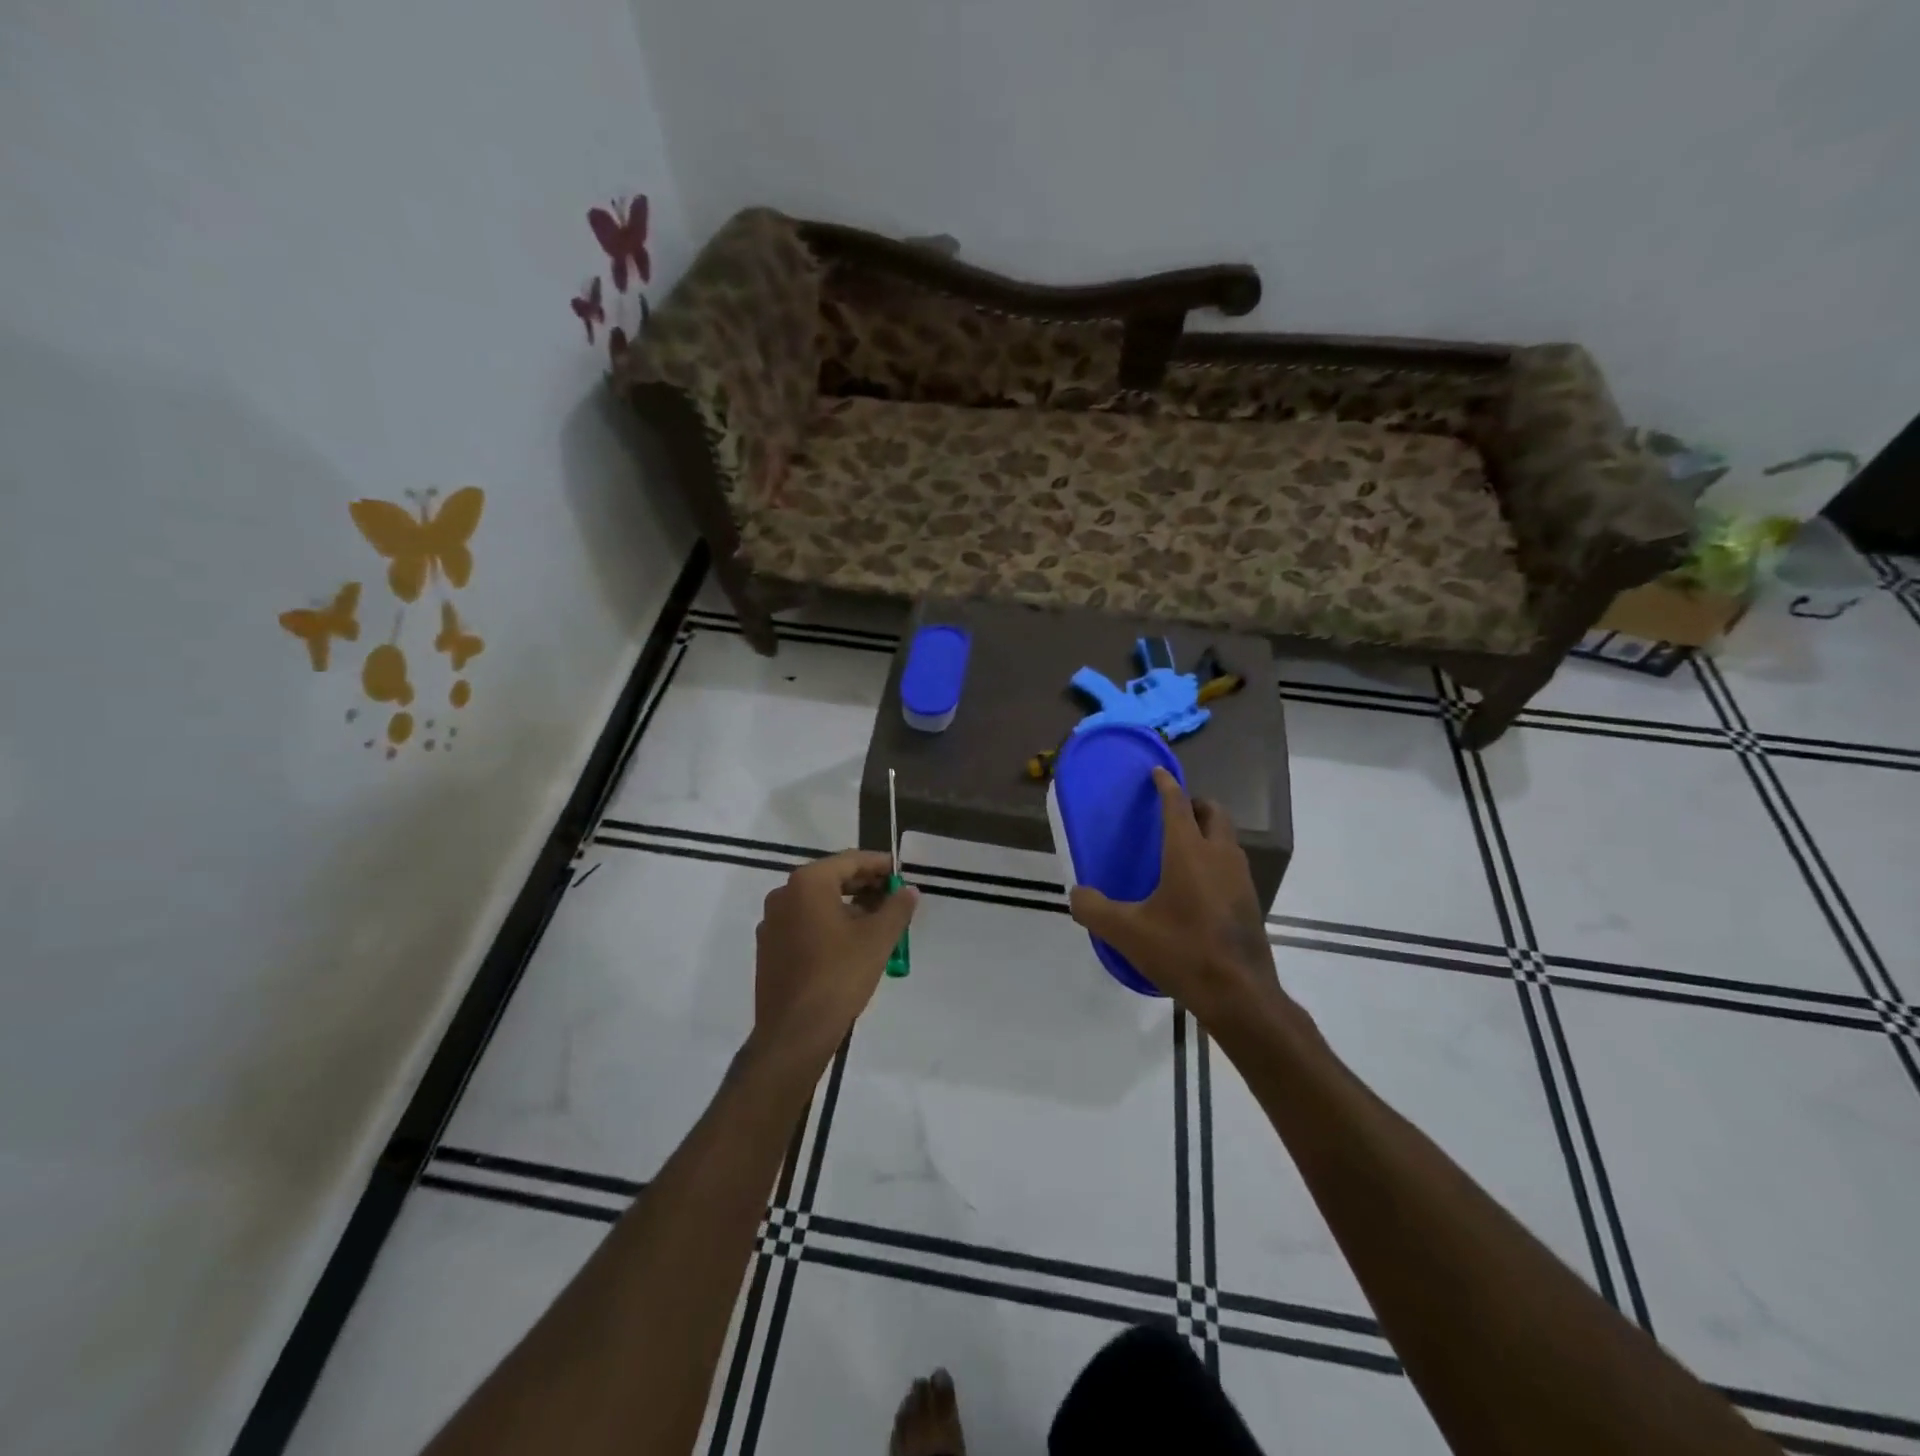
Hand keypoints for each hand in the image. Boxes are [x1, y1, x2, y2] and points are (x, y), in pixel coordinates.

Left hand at [751, 849, 918, 1067]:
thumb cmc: (839, 976)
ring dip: (848, 907)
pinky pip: (804, 924)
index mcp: (808, 883)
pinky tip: (850, 944)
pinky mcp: (769, 948)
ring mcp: (772, 922)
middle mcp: (784, 895)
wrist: (794, 1033)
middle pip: (832, 879)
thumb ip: (897, 908)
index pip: (850, 861)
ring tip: (877, 923)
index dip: (879, 865)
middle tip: (894, 898)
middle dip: (865, 886)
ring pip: (817, 903)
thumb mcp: (878, 939)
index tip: (902, 874)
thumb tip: (909, 890)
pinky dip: (828, 924)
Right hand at [1068, 767, 1279, 1024]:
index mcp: (1189, 852)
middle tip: (1174, 811)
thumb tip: (1077, 894)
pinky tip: (1198, 886)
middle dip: (1195, 804)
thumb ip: (1094, 909)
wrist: (1240, 995)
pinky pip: (1232, 864)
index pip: (1178, 805)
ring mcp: (1240, 878)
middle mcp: (1219, 855)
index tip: (1158, 772)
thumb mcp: (1126, 932)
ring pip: (1227, 838)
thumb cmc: (1182, 951)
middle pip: (1214, 813)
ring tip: (1183, 847)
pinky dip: (1216, 859)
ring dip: (1209, 831)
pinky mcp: (1250, 902)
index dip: (1166, 785)